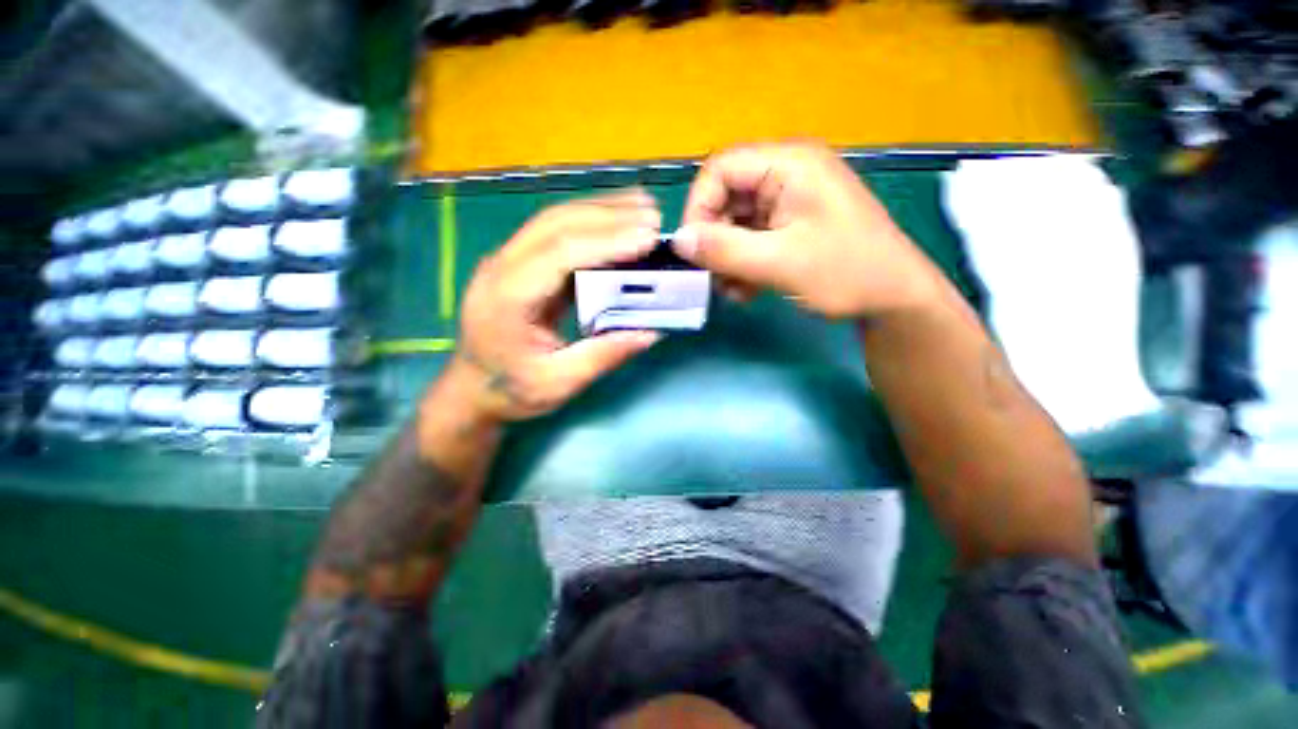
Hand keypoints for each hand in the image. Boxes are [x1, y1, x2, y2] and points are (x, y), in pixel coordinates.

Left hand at [448, 190, 663, 422]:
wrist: (470, 388)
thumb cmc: (510, 389)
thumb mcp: (558, 384)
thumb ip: (602, 357)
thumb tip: (649, 334)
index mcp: (507, 298)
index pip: (559, 254)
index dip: (605, 242)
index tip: (647, 239)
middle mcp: (502, 268)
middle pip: (556, 225)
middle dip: (608, 216)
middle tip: (653, 216)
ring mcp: (507, 260)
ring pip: (554, 220)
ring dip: (600, 210)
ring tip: (642, 206)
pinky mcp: (519, 263)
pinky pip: (555, 232)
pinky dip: (590, 222)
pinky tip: (616, 219)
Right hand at [675, 141, 945, 319]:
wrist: (894, 298)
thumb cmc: (846, 272)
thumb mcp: (780, 262)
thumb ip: (725, 250)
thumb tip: (678, 241)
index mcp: (790, 164)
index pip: (720, 169)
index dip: (698, 207)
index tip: (692, 249)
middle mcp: (786, 175)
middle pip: (726, 198)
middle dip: (714, 241)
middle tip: (712, 276)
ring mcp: (788, 203)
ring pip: (735, 224)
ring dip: (726, 258)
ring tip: (732, 291)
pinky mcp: (789, 227)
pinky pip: (750, 240)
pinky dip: (741, 264)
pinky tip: (746, 291)